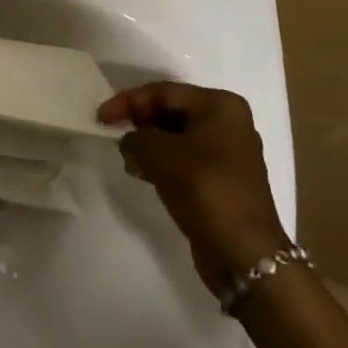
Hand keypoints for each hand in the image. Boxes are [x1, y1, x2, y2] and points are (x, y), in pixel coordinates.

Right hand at [99, 81, 291, 295]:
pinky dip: (164, 162)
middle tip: (114, 133)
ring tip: (128, 159)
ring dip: (149, 144)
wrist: (245, 255)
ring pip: (178, 136)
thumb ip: (136, 137)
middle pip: (172, 112)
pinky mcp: (225, 180)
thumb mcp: (159, 154)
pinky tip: (143, 173)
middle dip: (140, 123)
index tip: (102, 117)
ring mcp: (230, 153)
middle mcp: (229, 123)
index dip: (128, 102)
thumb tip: (129, 141)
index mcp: (220, 105)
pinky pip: (187, 159)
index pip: (163, 92)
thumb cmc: (204, 189)